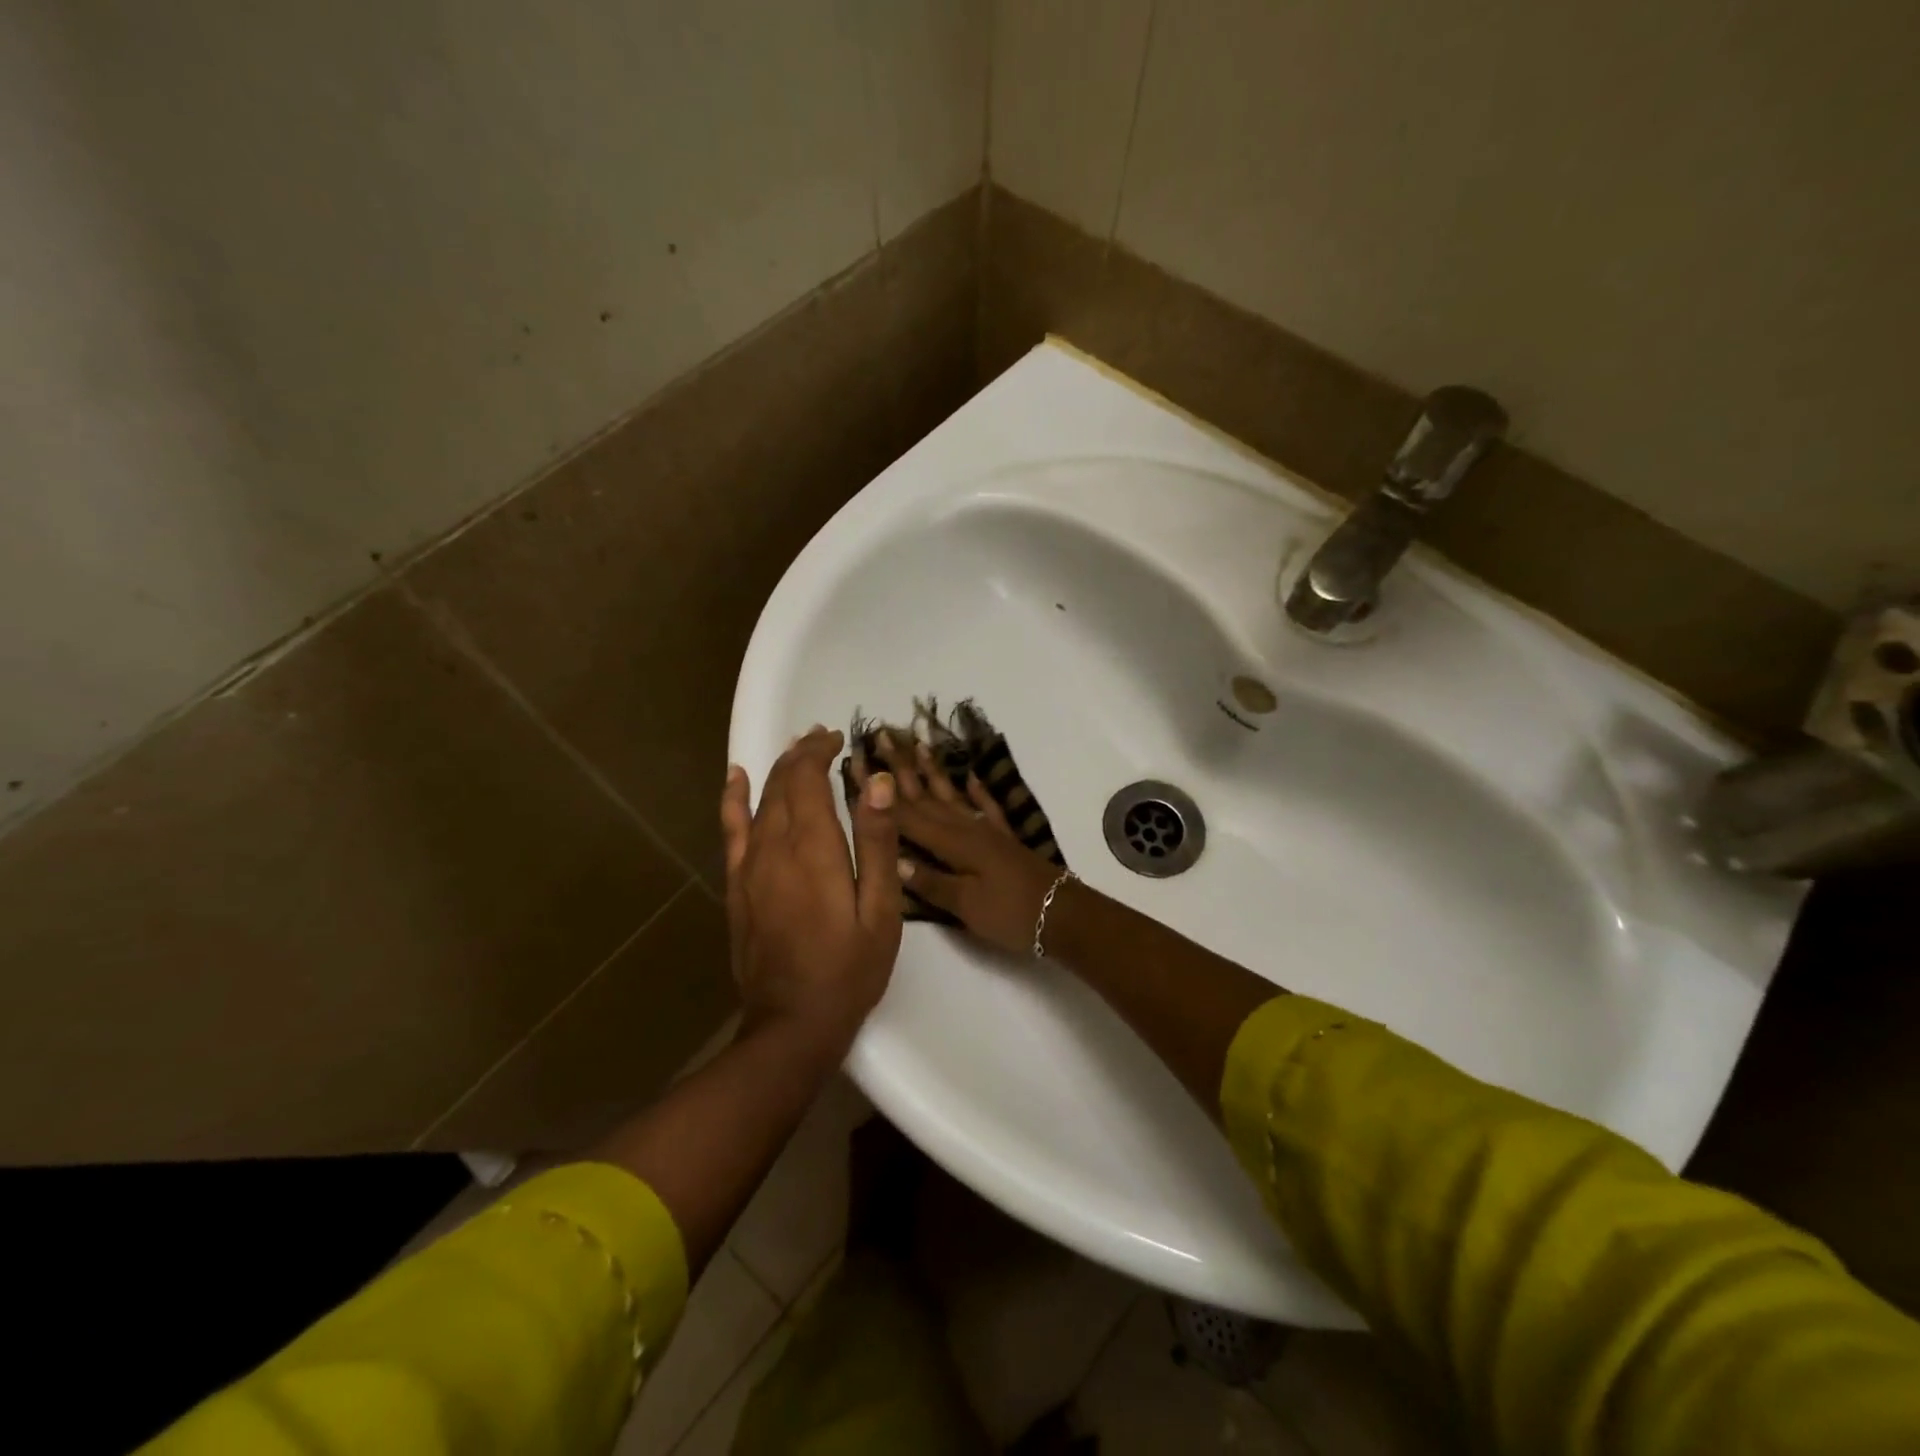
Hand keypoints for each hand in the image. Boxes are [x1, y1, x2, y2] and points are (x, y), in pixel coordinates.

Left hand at [720, 728, 902, 1048]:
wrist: (792, 1023)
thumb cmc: (849, 969)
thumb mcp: (881, 910)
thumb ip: (876, 842)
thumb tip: (877, 781)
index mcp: (813, 848)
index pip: (808, 778)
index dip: (820, 751)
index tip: (839, 738)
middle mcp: (774, 846)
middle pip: (782, 783)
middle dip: (801, 754)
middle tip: (824, 739)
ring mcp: (749, 866)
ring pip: (759, 801)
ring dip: (776, 770)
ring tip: (794, 750)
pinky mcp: (737, 887)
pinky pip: (731, 830)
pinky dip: (734, 799)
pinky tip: (736, 778)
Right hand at [867, 733, 1063, 956]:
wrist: (1062, 914)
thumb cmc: (1011, 913)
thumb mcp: (966, 905)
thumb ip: (930, 882)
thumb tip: (892, 859)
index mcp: (951, 844)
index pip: (904, 814)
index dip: (877, 791)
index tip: (856, 761)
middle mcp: (965, 828)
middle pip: (925, 795)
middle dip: (900, 767)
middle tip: (881, 735)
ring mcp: (985, 830)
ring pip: (951, 794)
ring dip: (932, 770)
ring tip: (918, 743)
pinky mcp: (1002, 839)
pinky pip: (985, 807)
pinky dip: (976, 790)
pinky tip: (969, 774)